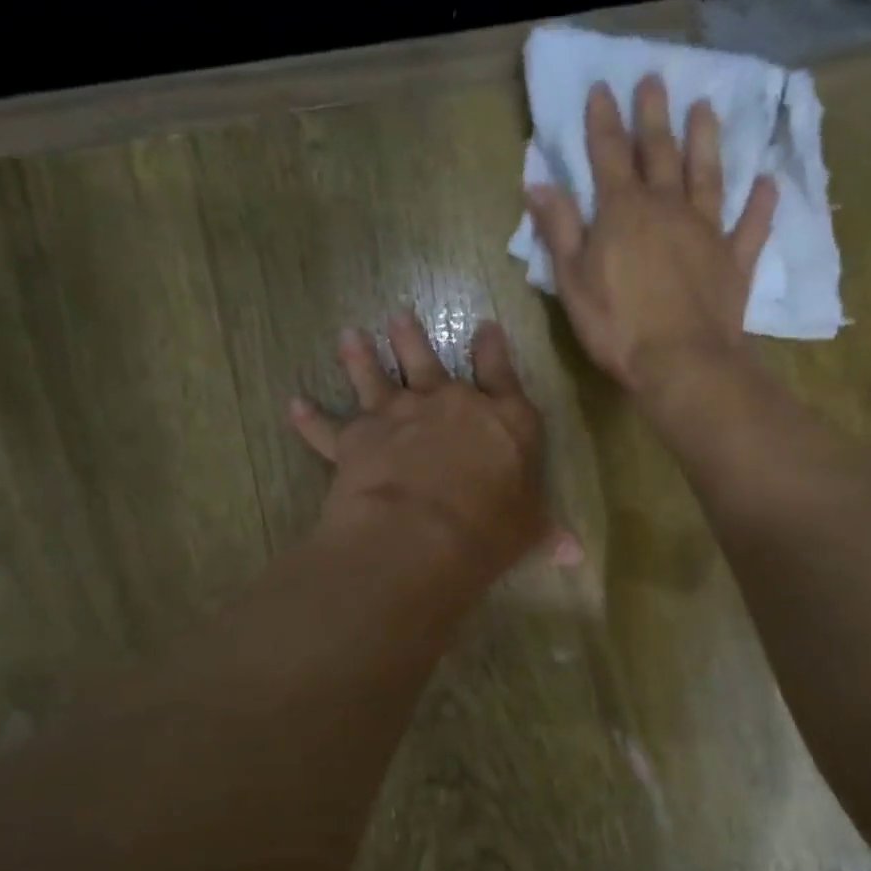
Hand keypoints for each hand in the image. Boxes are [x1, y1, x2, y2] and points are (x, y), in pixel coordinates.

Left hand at [290, 310, 580, 586]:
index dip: (493, 350)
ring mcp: (397, 416)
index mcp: (501, 420)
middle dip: (413, 338)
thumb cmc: (490, 528)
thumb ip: (547, 533)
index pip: (501, 375)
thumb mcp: (529, 531)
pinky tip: (295, 405)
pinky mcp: (355, 440)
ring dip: (360, 357)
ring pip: (375, 377)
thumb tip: (575, 554)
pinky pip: (327, 427)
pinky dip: (309, 418)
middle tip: (398, 315)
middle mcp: (448, 405)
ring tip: (349, 335)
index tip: (486, 327)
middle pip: (428, 361)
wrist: (423, 534)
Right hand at [527, 75, 776, 394]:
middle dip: (654, 115)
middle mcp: (668, 208)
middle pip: (660, 152)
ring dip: (706, 141)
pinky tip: (767, 183)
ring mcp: (707, 232)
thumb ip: (559, 230)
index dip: (604, 121)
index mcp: (623, 211)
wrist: (680, 363)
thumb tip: (539, 184)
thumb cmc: (617, 326)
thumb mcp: (572, 281)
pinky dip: (760, 204)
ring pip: (707, 176)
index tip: (602, 87)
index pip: (610, 154)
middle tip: (655, 79)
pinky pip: (751, 226)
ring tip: (706, 107)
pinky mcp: (734, 262)